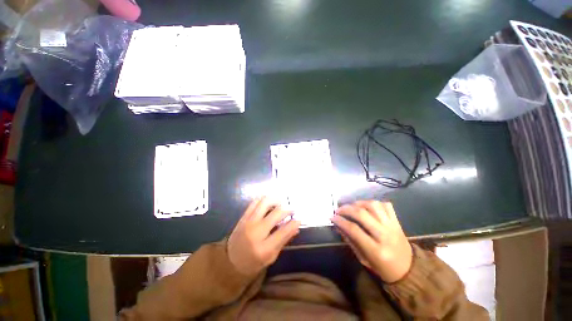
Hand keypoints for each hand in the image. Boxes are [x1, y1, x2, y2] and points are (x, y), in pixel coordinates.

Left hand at [228, 197, 300, 276]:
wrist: (230, 260)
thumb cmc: (253, 261)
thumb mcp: (271, 257)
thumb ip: (284, 240)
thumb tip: (296, 227)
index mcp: (263, 248)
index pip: (283, 231)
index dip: (294, 223)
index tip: (299, 219)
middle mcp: (256, 232)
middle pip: (276, 213)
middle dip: (288, 209)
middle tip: (293, 209)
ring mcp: (248, 222)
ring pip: (265, 202)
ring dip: (276, 200)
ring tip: (282, 203)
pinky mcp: (243, 216)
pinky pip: (255, 202)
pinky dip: (265, 199)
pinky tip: (271, 202)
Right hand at [332, 201, 411, 282]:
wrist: (409, 270)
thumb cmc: (383, 268)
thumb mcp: (363, 259)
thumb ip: (350, 241)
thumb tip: (338, 225)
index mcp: (376, 249)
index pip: (354, 229)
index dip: (340, 221)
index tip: (332, 217)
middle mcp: (384, 235)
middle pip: (362, 214)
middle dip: (347, 209)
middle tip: (339, 209)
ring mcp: (392, 226)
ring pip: (374, 206)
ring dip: (359, 203)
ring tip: (352, 206)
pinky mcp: (397, 221)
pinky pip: (386, 205)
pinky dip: (374, 203)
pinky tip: (367, 207)